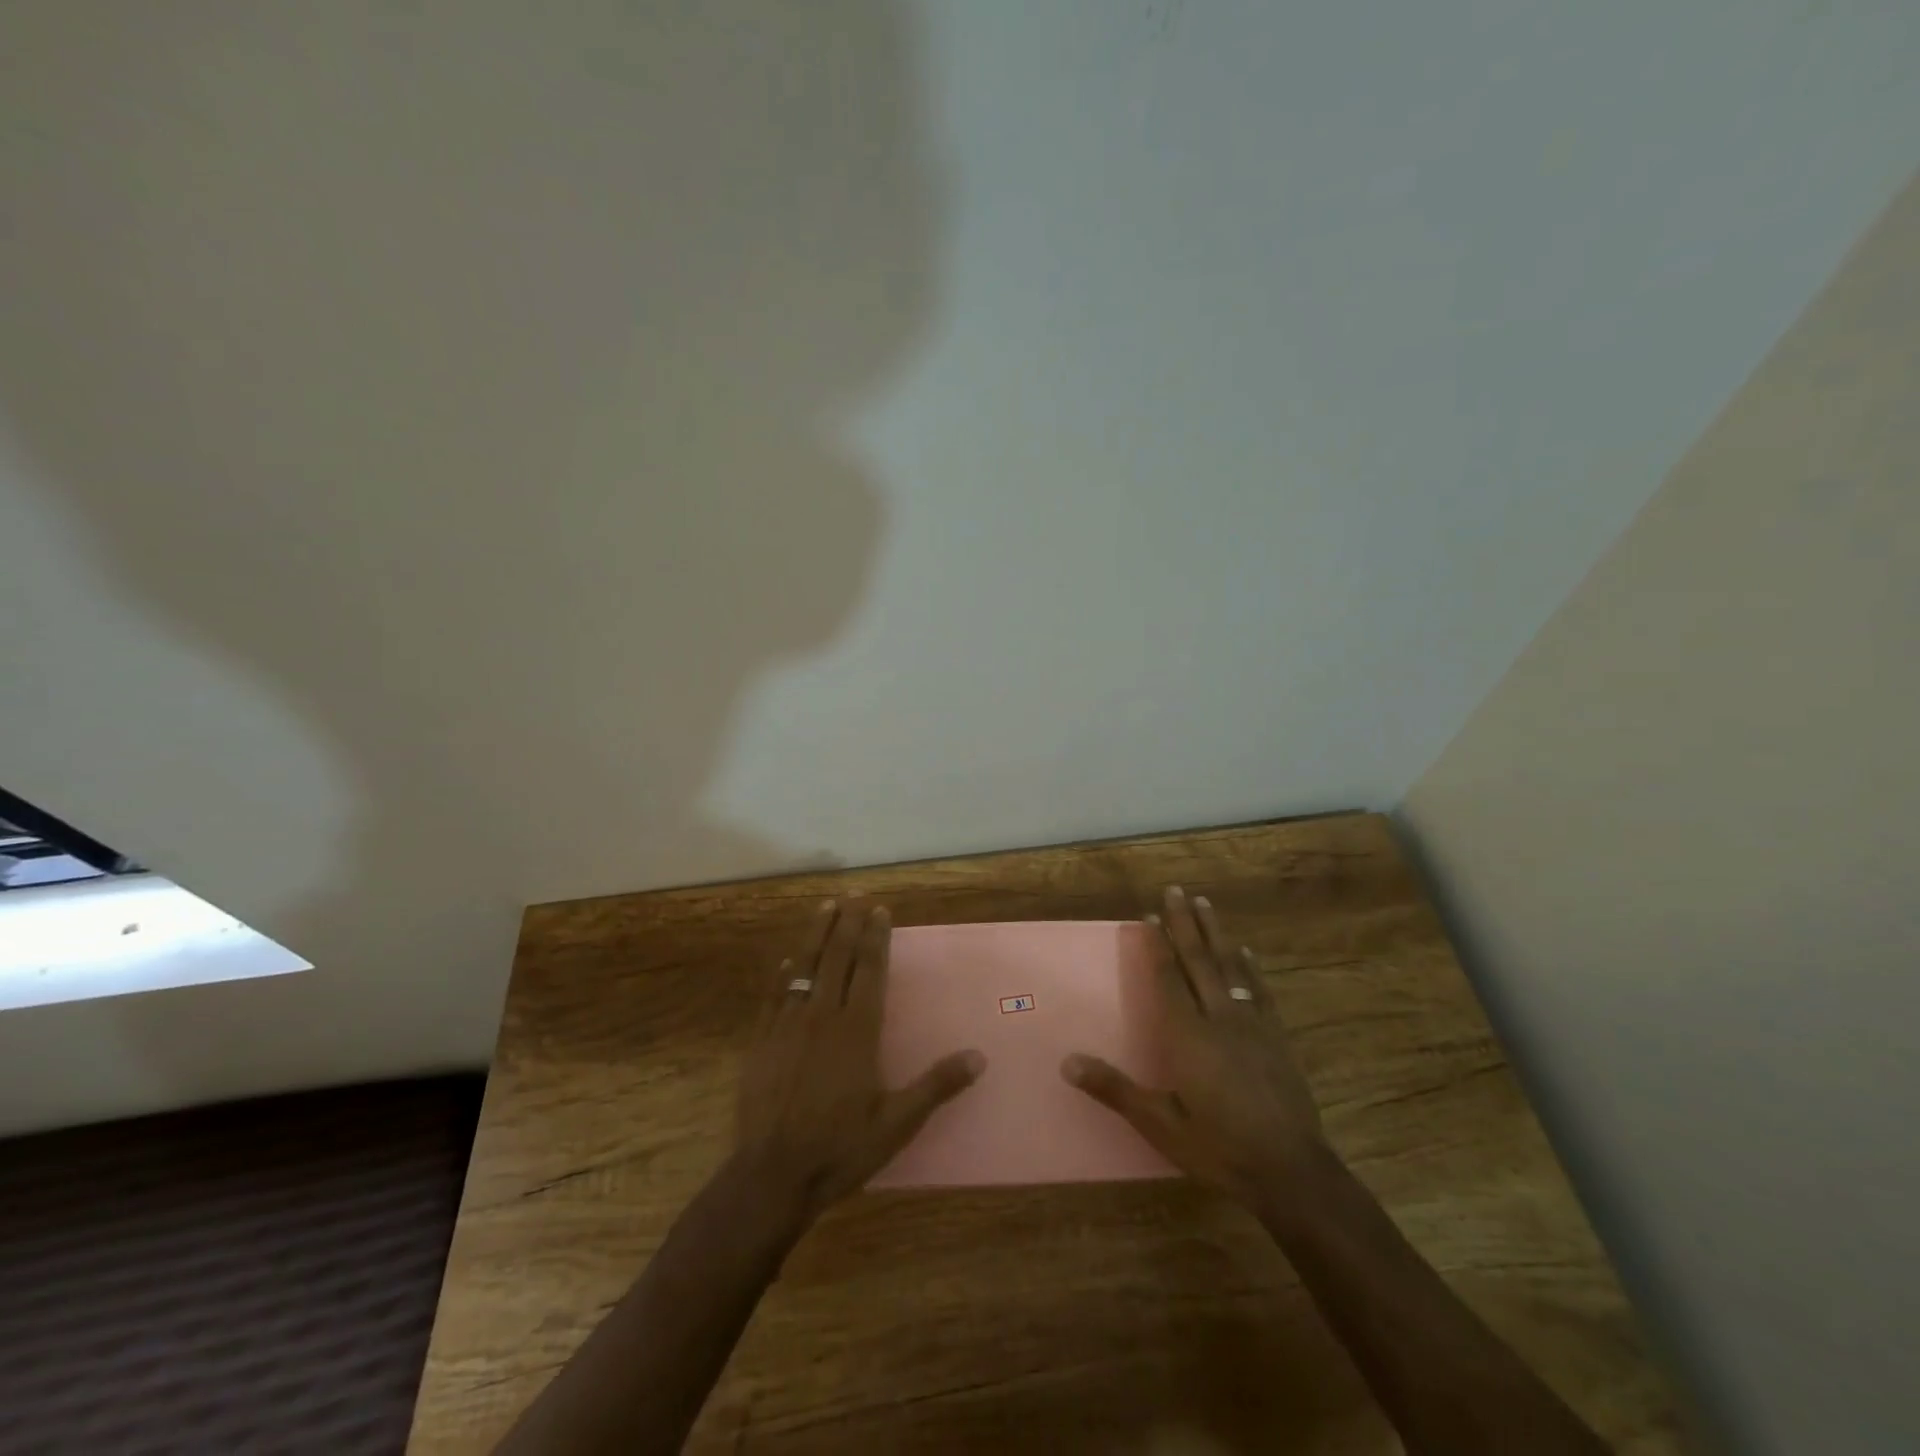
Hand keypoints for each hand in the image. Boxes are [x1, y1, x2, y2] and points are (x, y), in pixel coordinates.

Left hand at [733, 900, 984, 1221]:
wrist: (772, 1175)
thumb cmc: (840, 1148)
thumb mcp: (898, 1123)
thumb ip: (937, 1085)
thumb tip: (979, 1057)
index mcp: (858, 1030)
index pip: (870, 971)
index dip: (876, 938)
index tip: (879, 910)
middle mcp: (823, 1016)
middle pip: (837, 958)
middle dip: (847, 924)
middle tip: (854, 896)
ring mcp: (788, 1026)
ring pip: (805, 967)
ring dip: (816, 935)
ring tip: (825, 907)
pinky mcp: (762, 1041)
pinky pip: (774, 996)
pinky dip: (783, 973)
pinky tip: (787, 961)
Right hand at [1061, 885, 1326, 1207]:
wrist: (1292, 1172)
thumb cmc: (1219, 1148)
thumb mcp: (1160, 1125)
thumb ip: (1115, 1089)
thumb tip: (1067, 1062)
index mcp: (1188, 1036)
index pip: (1168, 979)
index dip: (1157, 946)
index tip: (1148, 916)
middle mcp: (1219, 1018)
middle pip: (1199, 960)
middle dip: (1185, 923)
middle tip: (1176, 890)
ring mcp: (1252, 1025)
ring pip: (1231, 967)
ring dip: (1216, 933)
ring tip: (1205, 904)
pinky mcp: (1277, 1038)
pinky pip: (1260, 990)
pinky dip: (1250, 967)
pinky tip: (1247, 952)